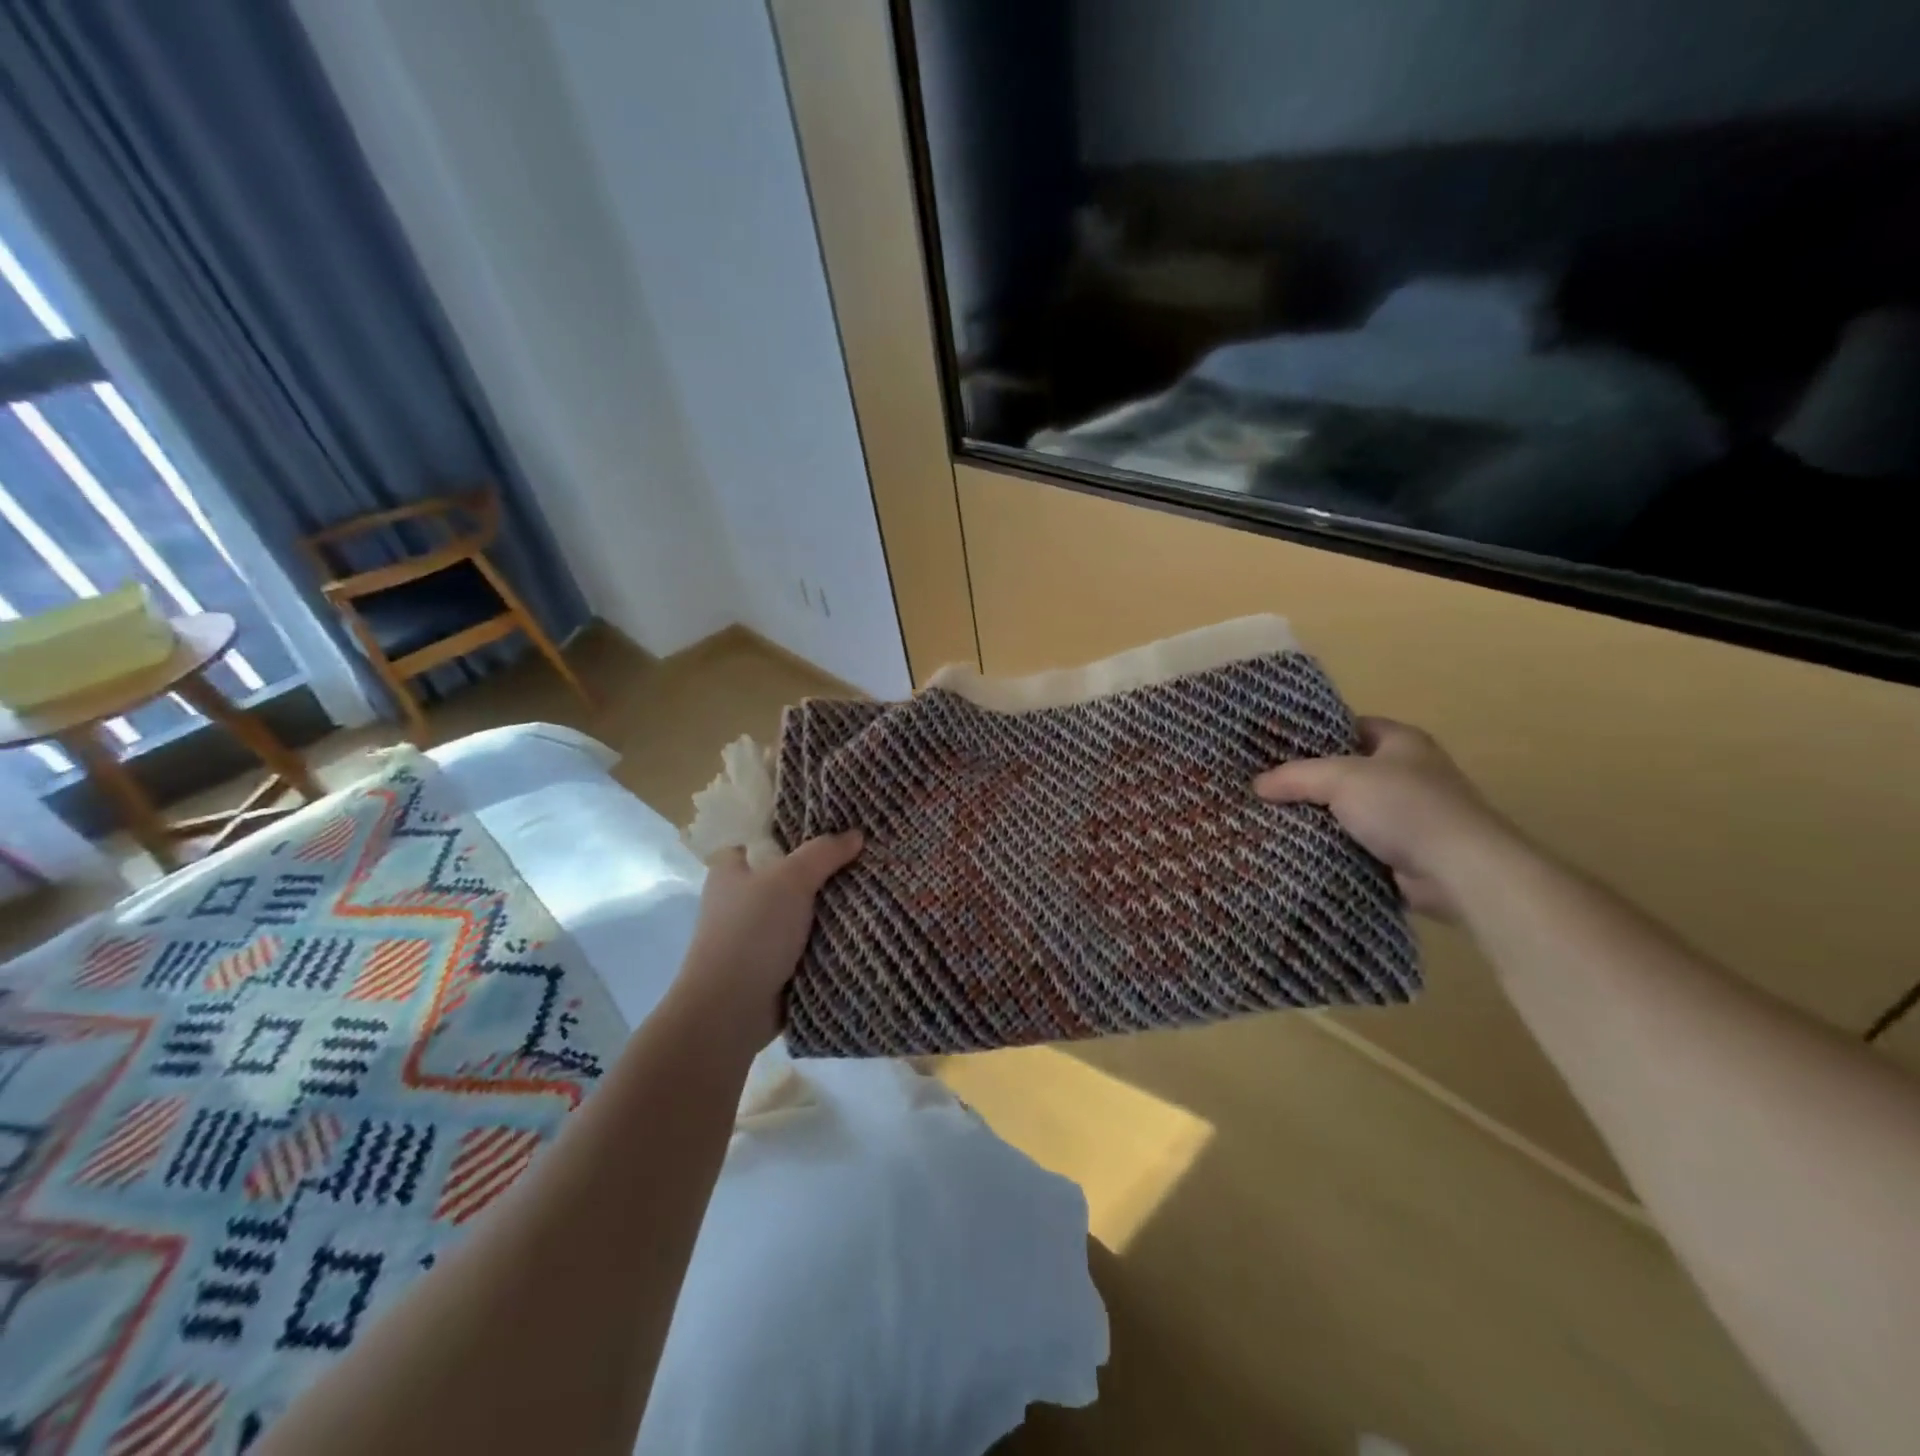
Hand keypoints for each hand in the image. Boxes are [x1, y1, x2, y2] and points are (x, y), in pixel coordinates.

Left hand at [673, 832, 863, 1050]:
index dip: (798, 829)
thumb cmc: (752, 932)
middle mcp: (740, 897)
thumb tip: (856, 834)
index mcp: (731, 868)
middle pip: (790, 872)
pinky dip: (828, 936)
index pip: (765, 837)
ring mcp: (756, 932)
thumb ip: (823, 852)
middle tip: (865, 855)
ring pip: (802, 908)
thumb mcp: (790, 880)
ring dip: (830, 906)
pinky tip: (861, 925)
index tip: (837, 824)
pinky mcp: (772, 963)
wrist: (730, 1010)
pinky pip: (807, 940)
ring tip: (873, 886)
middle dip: (824, 868)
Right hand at [1254, 718, 1513, 919]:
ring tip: (1267, 816)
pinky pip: (1354, 843)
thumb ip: (1296, 776)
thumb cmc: (1405, 807)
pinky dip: (1330, 846)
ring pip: (1346, 810)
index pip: (1351, 727)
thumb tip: (1256, 784)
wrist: (1459, 871)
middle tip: (1262, 785)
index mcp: (1402, 742)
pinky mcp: (1401, 852)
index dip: (1314, 734)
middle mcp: (1407, 774)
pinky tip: (1294, 847)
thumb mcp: (1341, 779)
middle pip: (1345, 771)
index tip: (1274, 746)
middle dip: (1307, 780)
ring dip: (1316, 817)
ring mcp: (1406, 815)